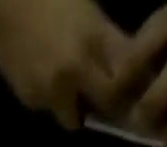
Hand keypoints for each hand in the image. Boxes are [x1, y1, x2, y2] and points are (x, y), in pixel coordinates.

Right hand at [0, 0, 130, 129]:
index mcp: (94, 38)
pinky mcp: (33, 100)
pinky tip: (39, 73)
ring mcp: (53, 91)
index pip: (127, 76)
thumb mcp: (85, 7)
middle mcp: (77, 71)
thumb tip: (126, 66)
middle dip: (107, 102)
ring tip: (63, 82)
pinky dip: (48, 98)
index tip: (133, 89)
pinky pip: (48, 108)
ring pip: (74, 116)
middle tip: (103, 95)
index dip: (132, 86)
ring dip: (73, 105)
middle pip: (107, 104)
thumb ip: (105, 39)